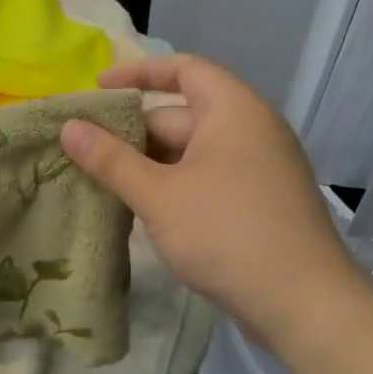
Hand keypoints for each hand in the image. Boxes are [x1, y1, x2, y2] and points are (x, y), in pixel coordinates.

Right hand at [59, 54, 359, 350]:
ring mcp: (258, 168)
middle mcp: (251, 130)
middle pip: (182, 114)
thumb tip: (69, 127)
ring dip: (149, 163)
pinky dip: (173, 184)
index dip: (138, 73)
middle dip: (134, 131)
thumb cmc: (227, 234)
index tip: (98, 89)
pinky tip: (143, 209)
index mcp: (233, 112)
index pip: (184, 69)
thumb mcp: (158, 195)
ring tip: (103, 181)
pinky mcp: (259, 201)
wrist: (303, 304)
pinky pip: (207, 177)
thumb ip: (111, 159)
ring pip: (192, 151)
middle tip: (85, 150)